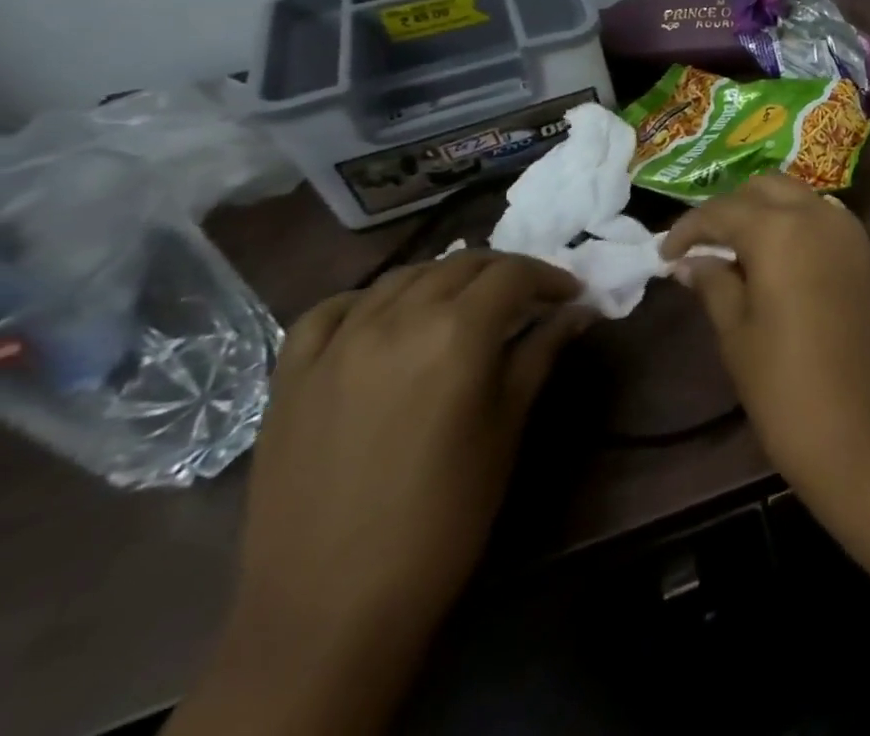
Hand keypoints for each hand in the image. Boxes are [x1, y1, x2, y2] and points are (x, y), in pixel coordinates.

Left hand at [169, 253, 594, 735]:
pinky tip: (383, 319)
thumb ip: (541, 353)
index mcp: (456, 331)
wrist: (331, 606)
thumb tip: (580, 311)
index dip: (550, 278)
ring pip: (401, 278)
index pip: (513, 273)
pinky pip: (329, 312)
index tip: (571, 297)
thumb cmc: (445, 512)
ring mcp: (335, 345)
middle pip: (461, 265)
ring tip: (464, 307)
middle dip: (504, 273)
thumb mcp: (508, 425)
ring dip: (444, 280)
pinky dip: (366, 302)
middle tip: (528, 300)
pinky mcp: (290, 377)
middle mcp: (395, 320)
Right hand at [662, 175, 869, 517]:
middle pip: (766, 188)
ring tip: (738, 253)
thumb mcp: (738, 337)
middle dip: (731, 208)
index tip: (665, 254)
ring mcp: (852, 232)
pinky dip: (797, 225)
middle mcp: (820, 215)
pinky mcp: (869, 254)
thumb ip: (715, 285)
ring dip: (767, 211)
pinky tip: (779, 262)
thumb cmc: (790, 390)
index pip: (723, 209)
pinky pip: (825, 220)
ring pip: (800, 197)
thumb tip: (692, 261)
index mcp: (781, 229)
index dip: (689, 228)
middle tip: (703, 247)